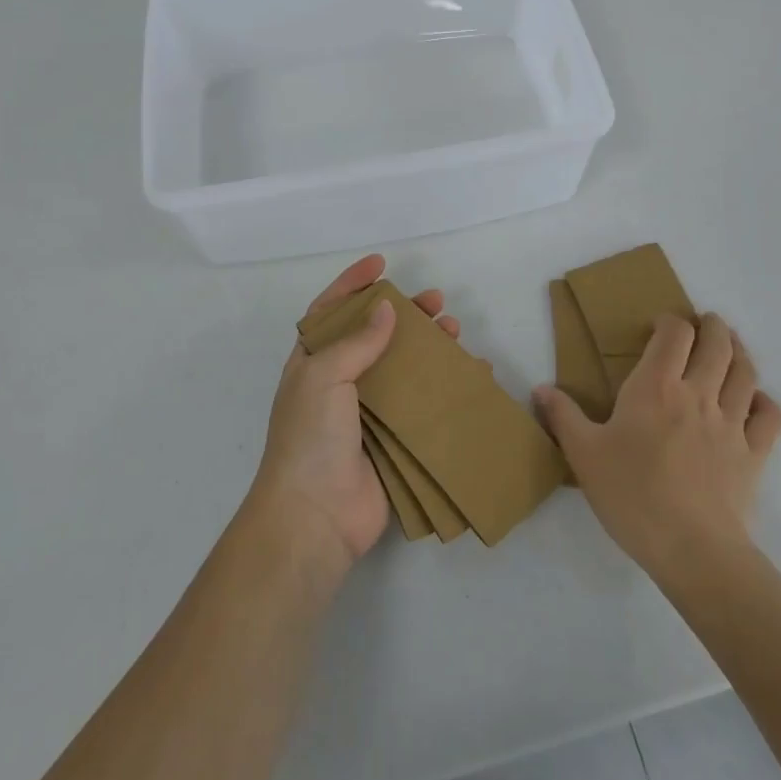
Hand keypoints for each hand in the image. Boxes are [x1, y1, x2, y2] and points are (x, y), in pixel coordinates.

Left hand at [248, 254, 459, 578]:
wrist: (315, 517)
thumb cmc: (310, 437)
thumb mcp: (323, 376)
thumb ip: (357, 341)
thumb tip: (386, 309)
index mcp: (313, 363)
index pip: (331, 311)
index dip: (353, 284)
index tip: (381, 263)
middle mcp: (340, 383)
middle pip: (376, 337)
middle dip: (405, 315)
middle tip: (436, 302)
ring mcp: (368, 414)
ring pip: (404, 368)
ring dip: (429, 347)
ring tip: (455, 331)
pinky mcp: (394, 441)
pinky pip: (423, 406)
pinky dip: (446, 389)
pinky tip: (470, 376)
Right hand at [534, 313, 780, 582]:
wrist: (692, 549)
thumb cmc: (632, 495)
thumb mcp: (583, 454)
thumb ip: (562, 416)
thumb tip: (540, 389)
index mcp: (656, 387)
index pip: (674, 334)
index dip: (670, 321)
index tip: (660, 326)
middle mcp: (698, 394)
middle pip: (717, 343)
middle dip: (712, 326)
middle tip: (704, 323)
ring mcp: (731, 423)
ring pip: (745, 372)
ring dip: (739, 352)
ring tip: (731, 348)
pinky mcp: (754, 454)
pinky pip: (770, 416)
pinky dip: (764, 401)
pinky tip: (755, 401)